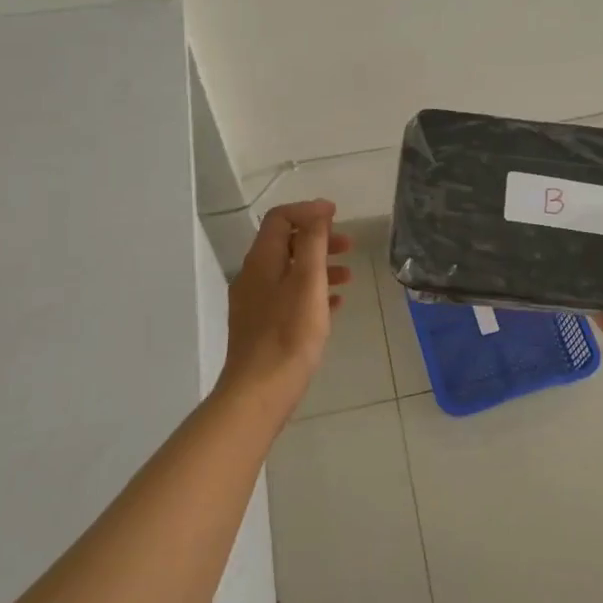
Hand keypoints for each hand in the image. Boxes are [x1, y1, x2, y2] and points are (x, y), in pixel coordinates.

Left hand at [220, 200, 350, 418]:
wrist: (259, 392)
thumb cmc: (289, 334)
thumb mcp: (308, 281)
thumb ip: (313, 242)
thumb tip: (317, 211)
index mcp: (261, 261)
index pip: (280, 218)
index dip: (309, 210)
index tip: (337, 215)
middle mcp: (253, 276)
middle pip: (286, 243)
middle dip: (318, 239)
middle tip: (349, 245)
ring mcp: (255, 303)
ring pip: (290, 271)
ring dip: (319, 266)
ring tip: (349, 276)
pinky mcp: (262, 326)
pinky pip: (289, 297)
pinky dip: (313, 291)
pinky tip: (334, 305)